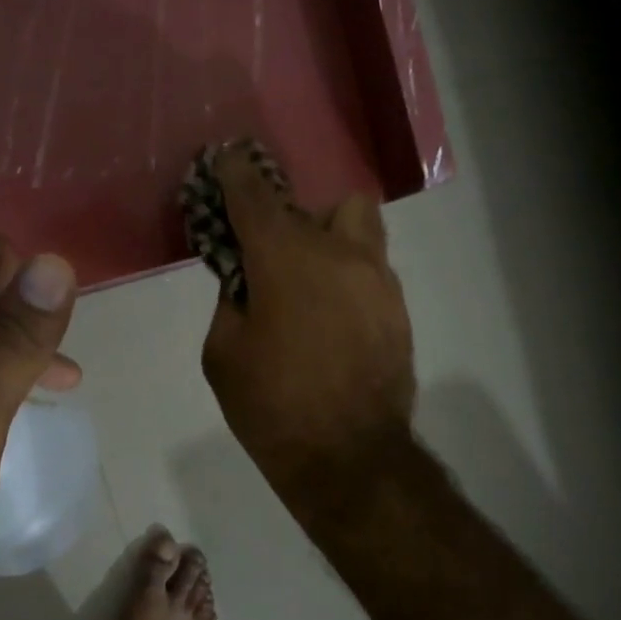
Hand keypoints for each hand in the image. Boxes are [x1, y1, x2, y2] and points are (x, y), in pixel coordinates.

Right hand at [201, 149, 415, 500]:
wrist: (349, 459)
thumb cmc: (272, 407)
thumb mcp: (223, 354)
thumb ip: (231, 301)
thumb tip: (247, 281)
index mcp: (286, 260)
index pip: (255, 196)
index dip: (236, 174)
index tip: (225, 160)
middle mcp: (339, 254)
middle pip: (325, 203)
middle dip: (294, 218)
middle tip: (271, 256)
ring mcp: (378, 280)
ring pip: (359, 229)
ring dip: (329, 241)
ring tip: (306, 286)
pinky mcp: (397, 309)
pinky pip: (369, 271)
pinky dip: (345, 278)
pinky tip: (328, 321)